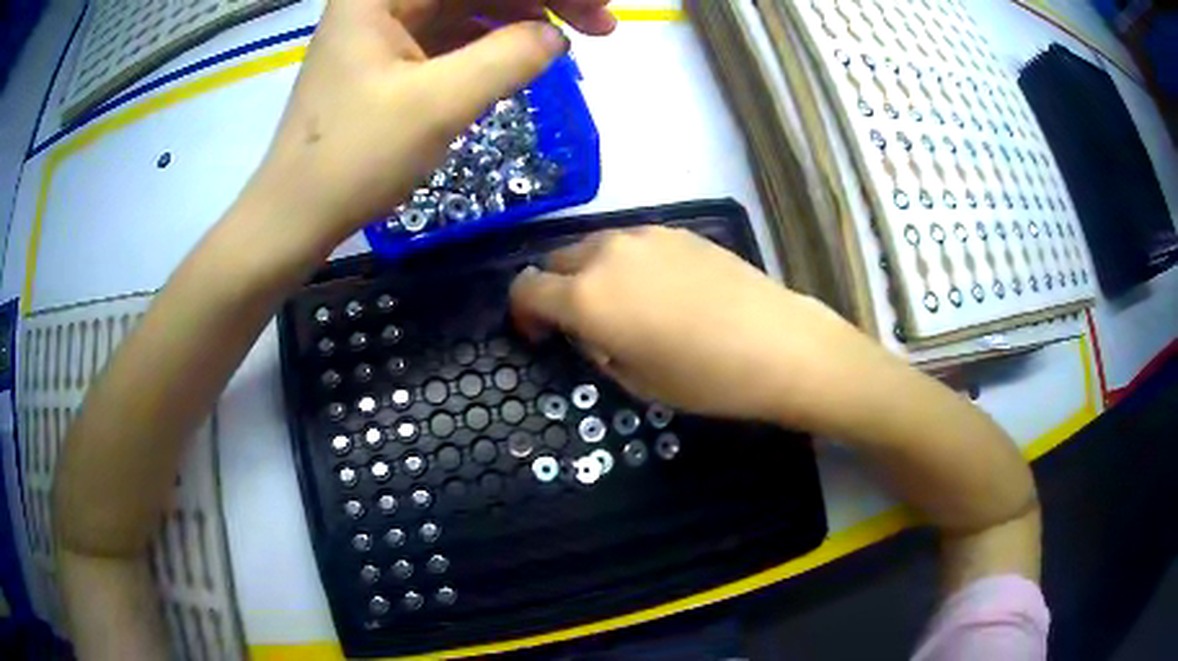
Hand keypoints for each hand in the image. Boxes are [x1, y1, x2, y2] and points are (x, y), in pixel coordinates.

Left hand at [249, 0, 613, 255]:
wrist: (295, 216)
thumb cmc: (353, 159)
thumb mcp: (438, 104)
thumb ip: (509, 57)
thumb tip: (556, 36)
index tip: (597, 10)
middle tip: (600, 25)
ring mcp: (384, 24)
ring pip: (469, 3)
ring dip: (521, 16)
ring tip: (571, 40)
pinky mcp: (388, 53)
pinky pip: (453, 30)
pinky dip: (492, 38)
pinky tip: (526, 52)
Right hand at [509, 226, 890, 427]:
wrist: (778, 343)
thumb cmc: (705, 378)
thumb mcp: (635, 380)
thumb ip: (596, 347)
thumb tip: (588, 330)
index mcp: (586, 296)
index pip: (526, 290)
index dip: (523, 314)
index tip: (540, 335)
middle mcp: (606, 254)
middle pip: (557, 261)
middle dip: (556, 291)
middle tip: (583, 325)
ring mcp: (644, 236)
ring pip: (594, 247)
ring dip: (590, 274)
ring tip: (623, 306)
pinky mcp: (678, 230)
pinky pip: (631, 244)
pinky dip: (625, 263)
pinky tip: (659, 290)